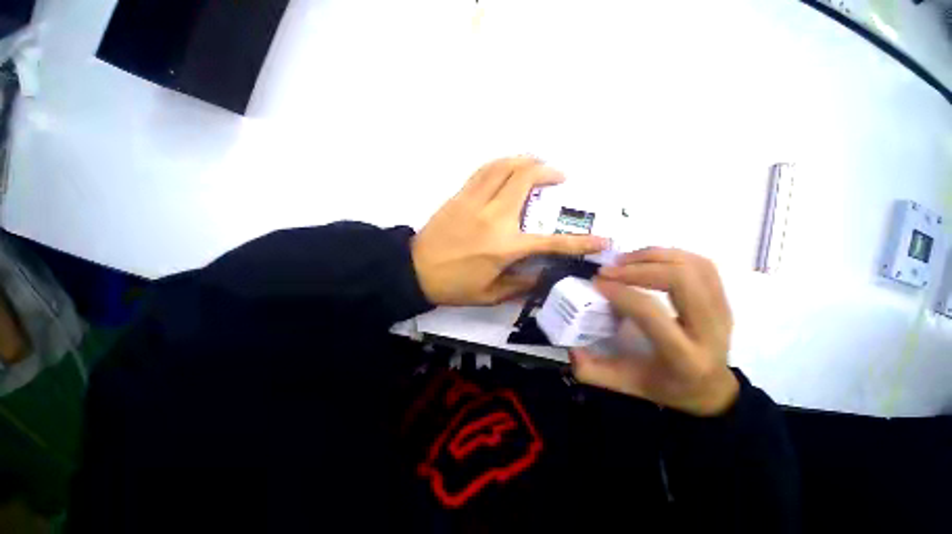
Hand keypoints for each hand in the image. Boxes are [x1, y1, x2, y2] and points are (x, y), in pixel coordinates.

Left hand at [412, 157, 607, 305]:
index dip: (579, 241)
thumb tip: (543, 275)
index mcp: (505, 247)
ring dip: (526, 160)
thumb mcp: (490, 295)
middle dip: (549, 173)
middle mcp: (494, 217)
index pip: (551, 242)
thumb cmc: (453, 286)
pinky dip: (501, 163)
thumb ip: (521, 285)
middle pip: (526, 179)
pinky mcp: (459, 195)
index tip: (600, 239)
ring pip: (505, 166)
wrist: (414, 270)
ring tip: (538, 163)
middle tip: (559, 177)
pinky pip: (484, 170)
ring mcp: (474, 201)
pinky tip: (508, 166)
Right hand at [570, 248, 739, 415]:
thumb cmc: (665, 386)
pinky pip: (702, 264)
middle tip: (610, 269)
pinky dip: (671, 254)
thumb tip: (571, 350)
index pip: (651, 312)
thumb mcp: (627, 385)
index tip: (597, 282)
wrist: (710, 388)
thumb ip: (594, 372)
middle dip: (638, 267)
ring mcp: (722, 311)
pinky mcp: (724, 300)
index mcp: (683, 356)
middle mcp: (710, 330)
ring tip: (624, 260)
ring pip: (693, 266)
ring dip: (654, 255)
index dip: (620, 292)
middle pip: (681, 279)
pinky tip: (647, 260)